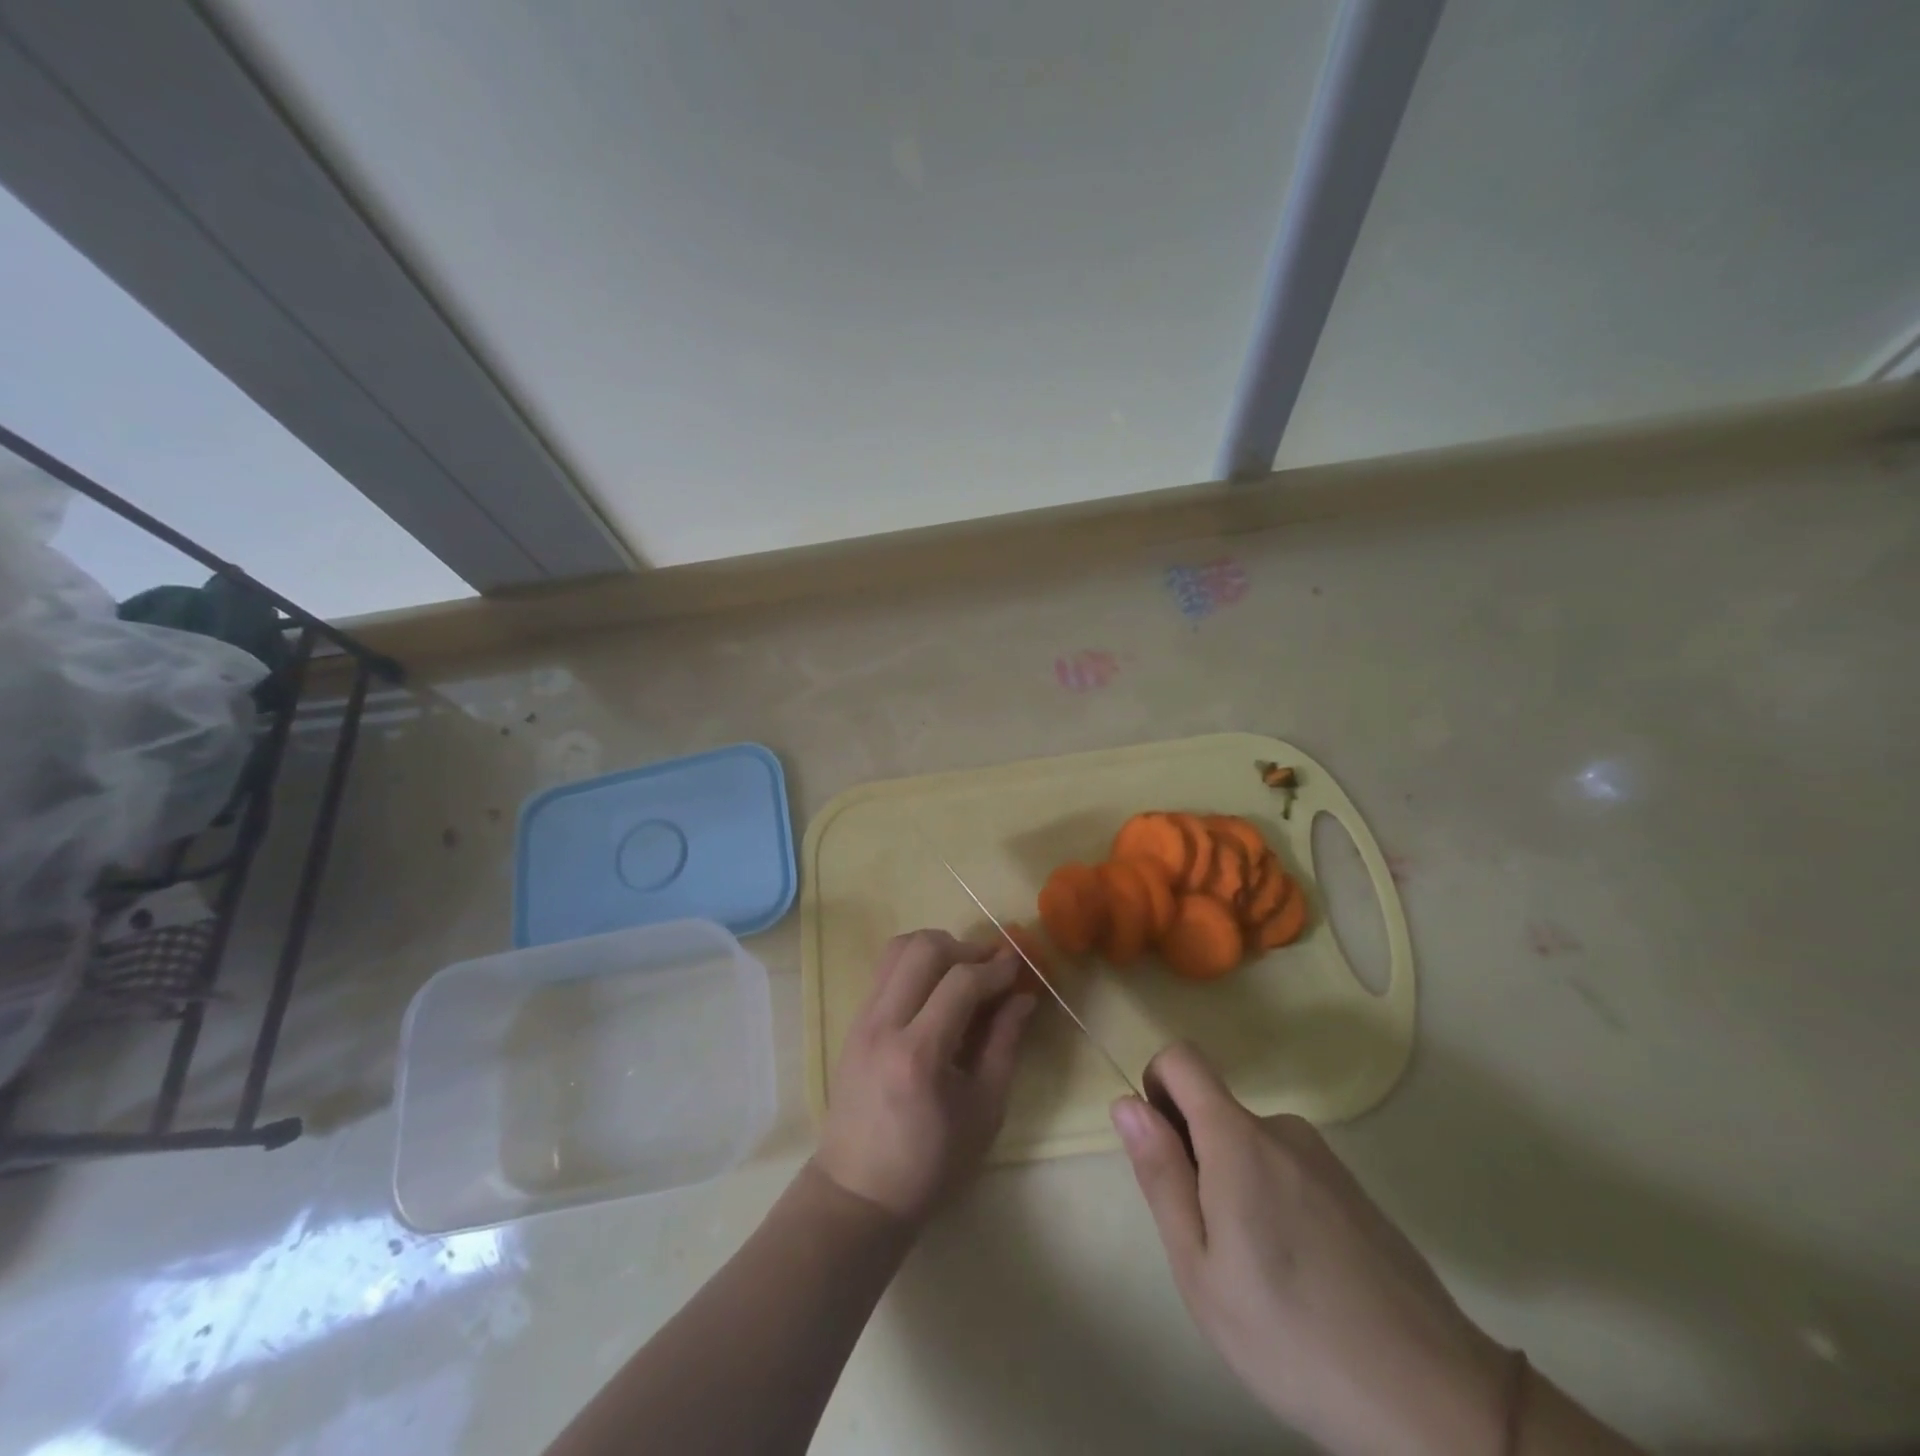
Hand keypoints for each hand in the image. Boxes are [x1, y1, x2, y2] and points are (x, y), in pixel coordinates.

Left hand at [815, 930, 1036, 1224]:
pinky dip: (916, 963)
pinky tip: (937, 988)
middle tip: (991, 966)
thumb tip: (1024, 996)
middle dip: (965, 947)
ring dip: (937, 948)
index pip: (960, 982)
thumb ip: (1005, 1045)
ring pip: (898, 948)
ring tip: (963, 971)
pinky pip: (885, 970)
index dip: (996, 968)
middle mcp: (884, 1025)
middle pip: (923, 949)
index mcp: (919, 1054)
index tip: (1020, 967)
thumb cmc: (931, 1164)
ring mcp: (862, 1019)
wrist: (859, 1193)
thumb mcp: (984, 1111)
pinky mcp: (854, 1022)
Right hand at [1112, 1045, 1509, 1455]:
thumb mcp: (1199, 1265)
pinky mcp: (1353, 1189)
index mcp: (1237, 1137)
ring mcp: (1323, 1157)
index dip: (1156, 1086)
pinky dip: (1274, 1203)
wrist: (1433, 1399)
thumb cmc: (1291, 1334)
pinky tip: (1301, 1278)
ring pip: (1250, 1147)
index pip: (1181, 1059)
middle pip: (1214, 1110)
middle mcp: (1281, 1128)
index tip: (1161, 1149)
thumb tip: (1127, 1102)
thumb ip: (1161, 1174)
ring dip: (1235, 1186)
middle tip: (1213, 1245)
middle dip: (1196, 1158)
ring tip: (1260, 1273)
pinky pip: (1288, 1171)